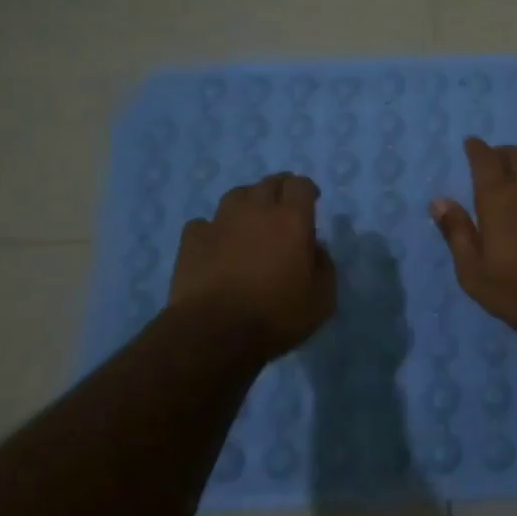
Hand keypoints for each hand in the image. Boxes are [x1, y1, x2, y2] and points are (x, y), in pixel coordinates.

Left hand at [171, 173, 335, 356]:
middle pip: (269, 183)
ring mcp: (220, 221)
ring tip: (250, 222)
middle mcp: (256, 210)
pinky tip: (216, 245)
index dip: (307, 189)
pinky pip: (205, 223)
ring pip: (236, 195)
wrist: (215, 332)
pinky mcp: (192, 239)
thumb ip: (324, 266)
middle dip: (280, 190)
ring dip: (248, 203)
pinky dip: (214, 229)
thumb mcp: (322, 298)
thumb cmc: (277, 315)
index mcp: (292, 219)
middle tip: (284, 209)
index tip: (311, 201)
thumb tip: (315, 248)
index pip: (300, 185)